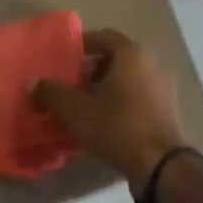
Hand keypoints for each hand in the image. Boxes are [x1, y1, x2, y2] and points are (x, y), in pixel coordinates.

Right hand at [34, 29, 186, 191]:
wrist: (161, 165)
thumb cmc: (117, 127)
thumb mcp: (75, 110)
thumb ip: (51, 92)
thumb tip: (35, 83)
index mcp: (132, 53)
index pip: (102, 37)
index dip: (80, 46)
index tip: (63, 60)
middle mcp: (151, 63)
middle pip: (115, 58)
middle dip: (90, 70)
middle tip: (70, 85)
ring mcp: (163, 87)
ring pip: (127, 79)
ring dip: (105, 88)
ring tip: (84, 106)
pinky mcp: (168, 110)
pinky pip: (138, 96)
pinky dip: (121, 102)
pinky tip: (105, 122)